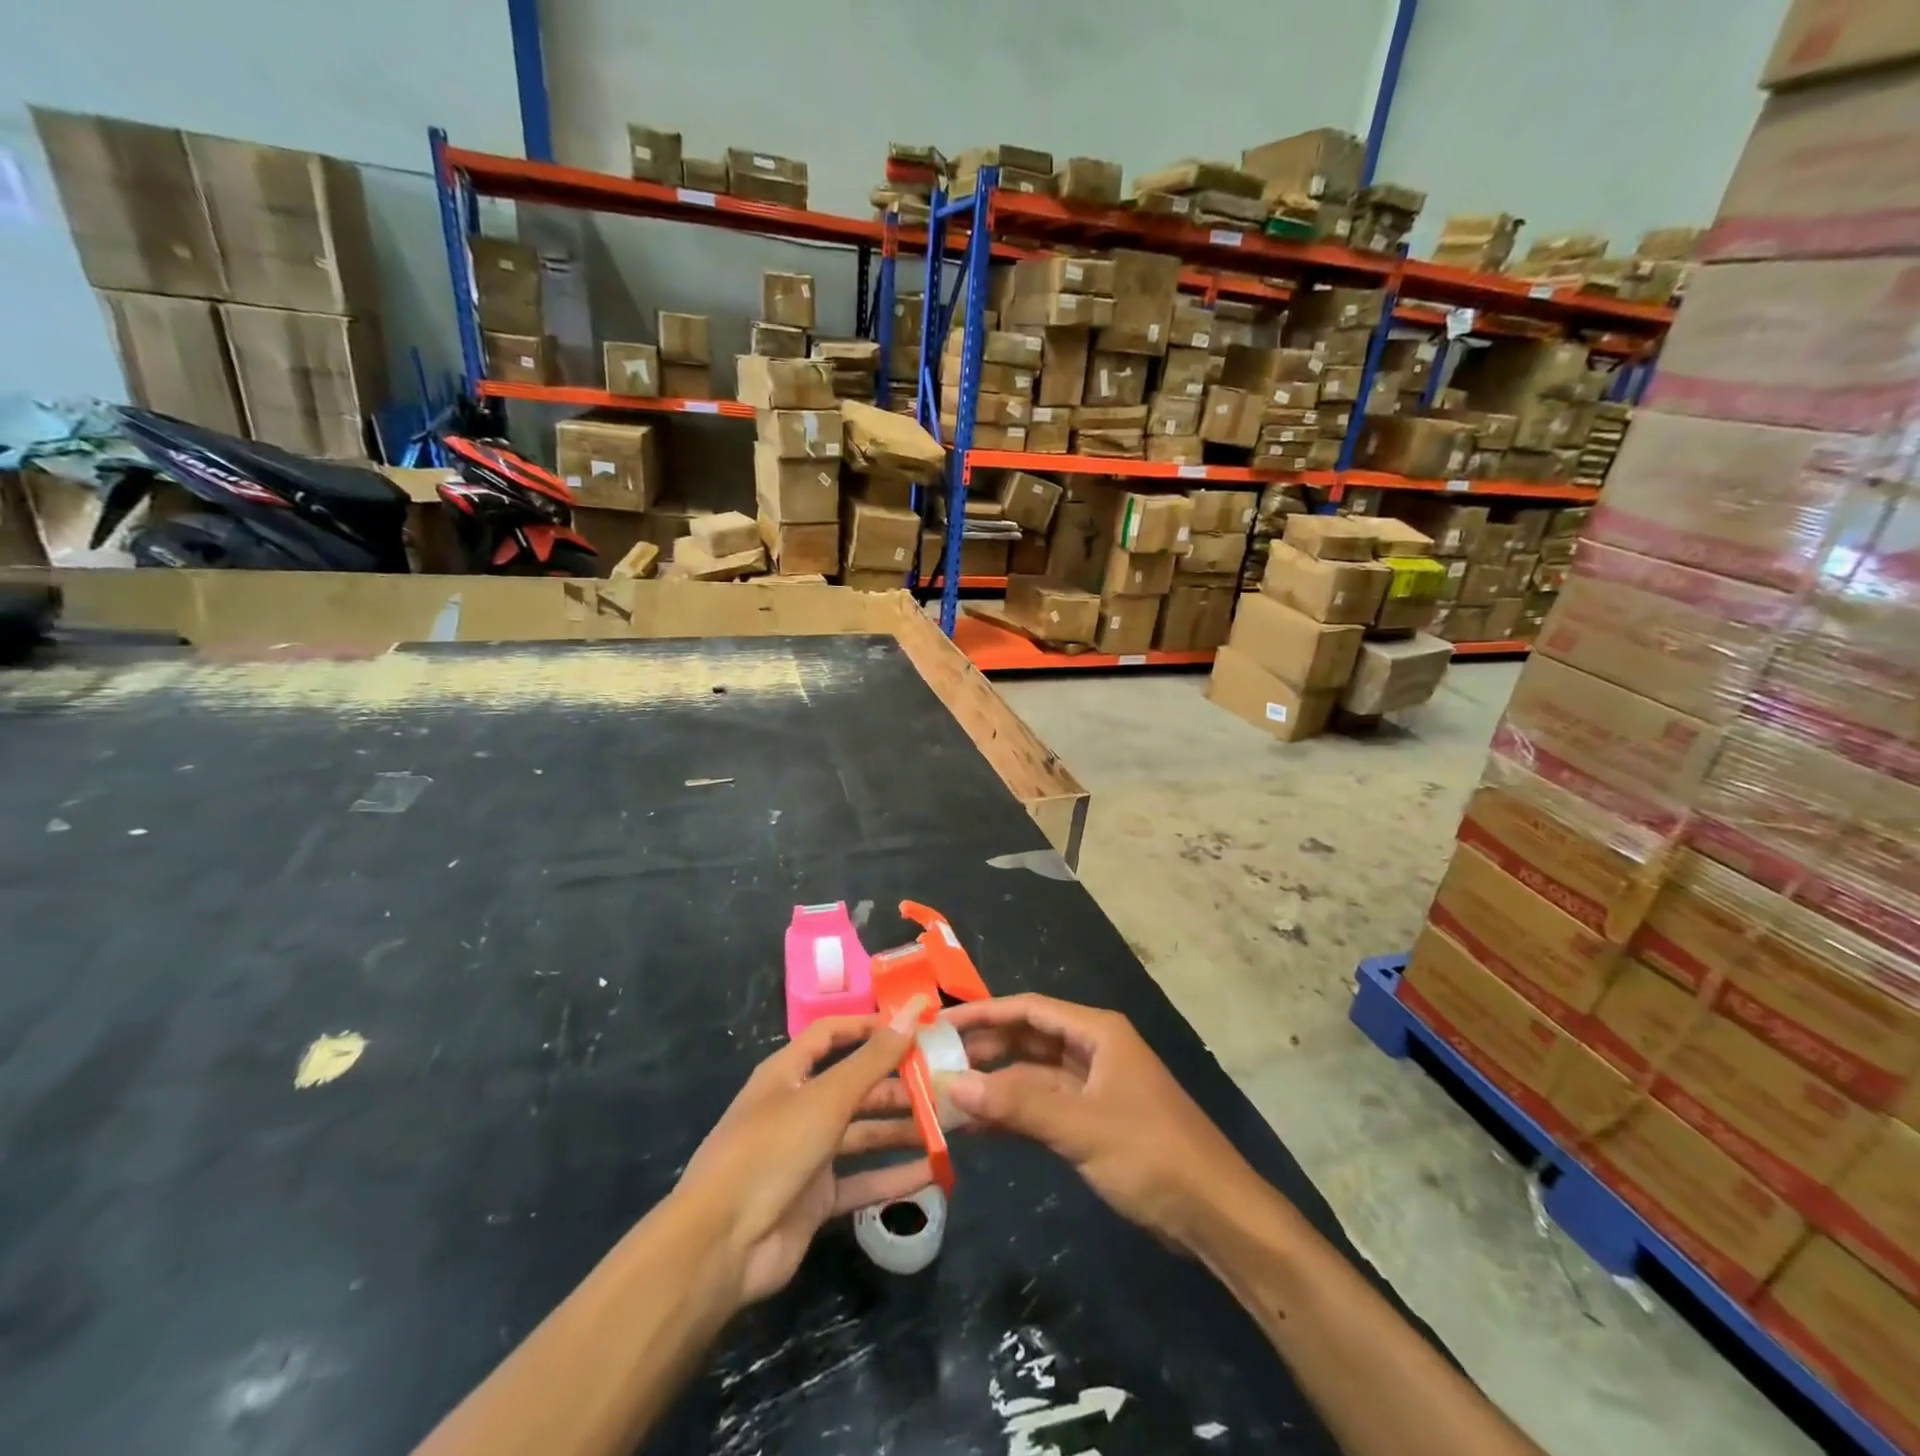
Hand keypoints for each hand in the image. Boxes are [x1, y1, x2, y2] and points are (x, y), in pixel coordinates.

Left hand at [674, 1003, 933, 1306]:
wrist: (721, 1246)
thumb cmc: (772, 1150)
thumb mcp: (826, 1098)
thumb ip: (873, 1058)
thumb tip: (912, 1011)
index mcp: (789, 1073)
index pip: (832, 1034)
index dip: (869, 1026)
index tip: (914, 1027)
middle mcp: (798, 1107)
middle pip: (855, 1086)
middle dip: (898, 1084)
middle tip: (945, 1083)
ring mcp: (807, 1154)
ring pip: (863, 1133)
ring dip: (902, 1129)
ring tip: (949, 1125)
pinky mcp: (816, 1198)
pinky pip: (862, 1180)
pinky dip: (894, 1176)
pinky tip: (933, 1173)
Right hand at [942, 994, 1261, 1252]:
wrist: (1214, 1214)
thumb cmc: (1152, 1153)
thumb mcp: (1082, 1126)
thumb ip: (1017, 1105)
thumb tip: (951, 1084)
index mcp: (1097, 1032)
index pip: (1029, 1010)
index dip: (984, 1013)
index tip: (940, 1023)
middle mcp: (1092, 1050)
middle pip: (1028, 1040)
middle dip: (984, 1049)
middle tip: (933, 1061)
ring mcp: (1092, 1088)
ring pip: (1031, 1075)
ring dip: (994, 1084)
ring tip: (944, 1093)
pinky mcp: (1091, 1122)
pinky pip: (1041, 1108)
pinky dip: (1012, 1114)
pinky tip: (975, 1126)